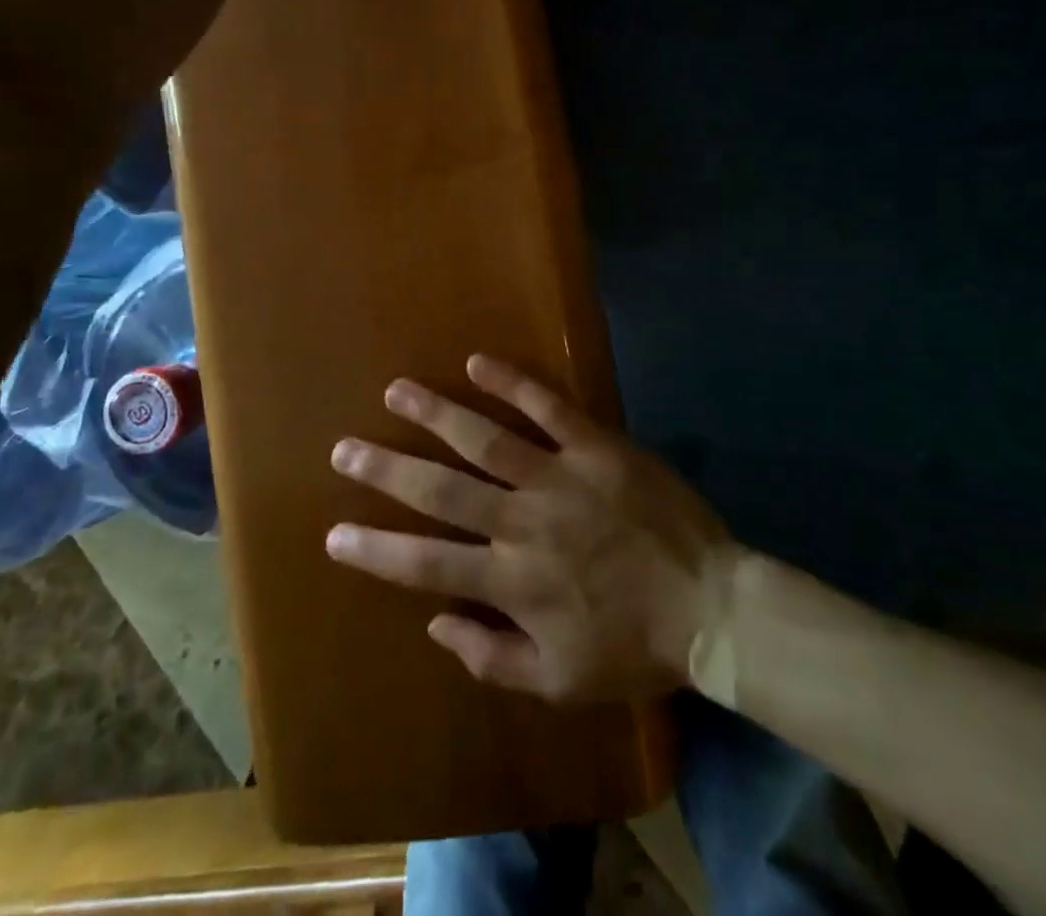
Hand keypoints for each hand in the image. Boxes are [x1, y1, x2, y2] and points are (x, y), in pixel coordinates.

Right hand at [326, 354, 736, 701]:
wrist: (711, 606)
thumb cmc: (633, 647)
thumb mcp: (560, 682)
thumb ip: (492, 658)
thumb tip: (435, 623)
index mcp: (512, 584)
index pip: (427, 564)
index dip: (376, 550)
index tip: (334, 533)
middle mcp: (524, 524)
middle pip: (443, 492)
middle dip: (388, 471)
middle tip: (345, 448)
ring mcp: (560, 478)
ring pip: (486, 440)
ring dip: (437, 414)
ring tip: (397, 391)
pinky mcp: (597, 446)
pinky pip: (549, 407)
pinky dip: (513, 384)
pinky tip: (478, 363)